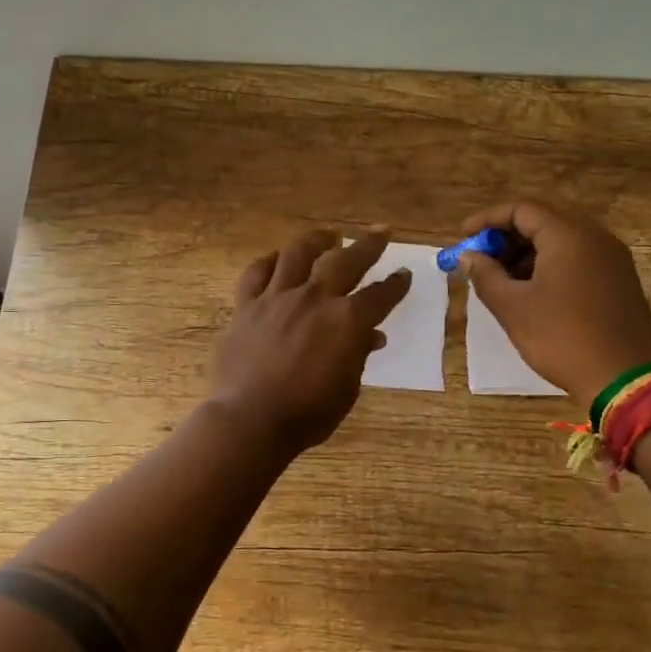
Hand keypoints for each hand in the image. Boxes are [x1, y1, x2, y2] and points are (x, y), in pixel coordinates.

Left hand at [208, 228, 410, 454]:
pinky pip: (256, 273)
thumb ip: (358, 356)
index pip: (380, 295)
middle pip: (346, 261)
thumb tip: (371, 336)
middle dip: (367, 245)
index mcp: (346, 321)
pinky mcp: (246, 305)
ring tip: (328, 236)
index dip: (396, 284)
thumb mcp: (346, 389)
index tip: (404, 274)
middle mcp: (314, 299)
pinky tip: (276, 259)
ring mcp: (277, 298)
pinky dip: (269, 262)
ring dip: (317, 241)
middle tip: (380, 232)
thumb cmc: (306, 413)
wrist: (250, 419)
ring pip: (298, 254)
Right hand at [455, 200, 650, 409]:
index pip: (522, 209)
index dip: (488, 219)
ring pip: (561, 242)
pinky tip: (533, 294)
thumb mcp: (513, 308)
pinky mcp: (620, 281)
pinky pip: (578, 260)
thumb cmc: (562, 338)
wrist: (625, 380)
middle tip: (480, 261)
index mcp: (568, 236)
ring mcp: (612, 259)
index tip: (464, 237)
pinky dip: (550, 266)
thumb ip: (485, 275)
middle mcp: (595, 237)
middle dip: (506, 238)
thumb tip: (469, 256)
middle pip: (543, 222)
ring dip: (527, 254)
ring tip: (502, 282)